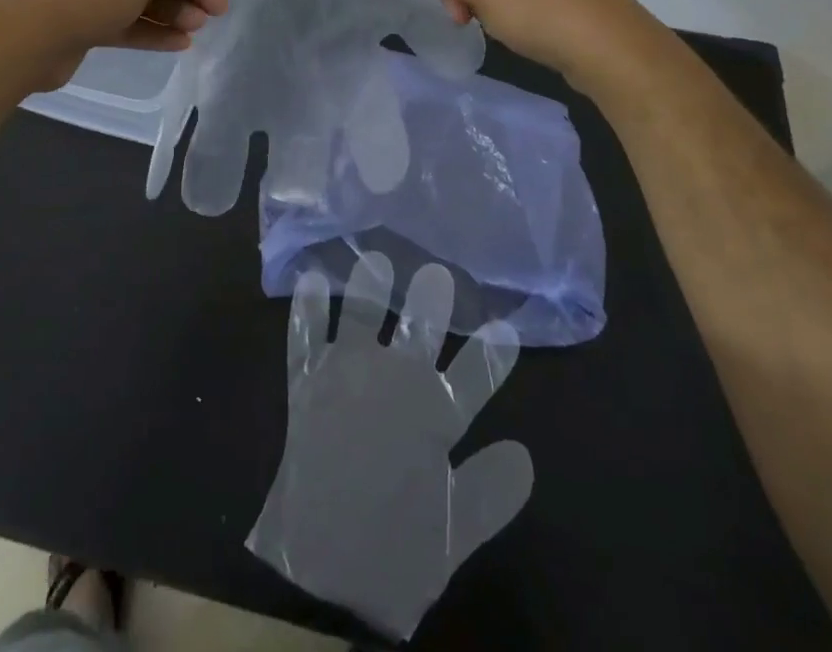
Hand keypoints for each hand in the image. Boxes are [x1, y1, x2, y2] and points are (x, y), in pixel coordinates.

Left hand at [246, 255, 532, 638]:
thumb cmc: (394, 553)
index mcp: (434, 418)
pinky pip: (306, 336)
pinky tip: (310, 279)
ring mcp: (347, 377)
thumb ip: (492, 491)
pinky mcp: (308, 383)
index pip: (475, 377)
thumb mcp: (455, 533)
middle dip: (431, 301)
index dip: (493, 355)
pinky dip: (308, 307)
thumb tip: (524, 453)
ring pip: (363, 319)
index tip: (507, 328)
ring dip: (370, 288)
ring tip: (374, 259)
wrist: (322, 573)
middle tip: (436, 271)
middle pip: (419, 331)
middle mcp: (394, 383)